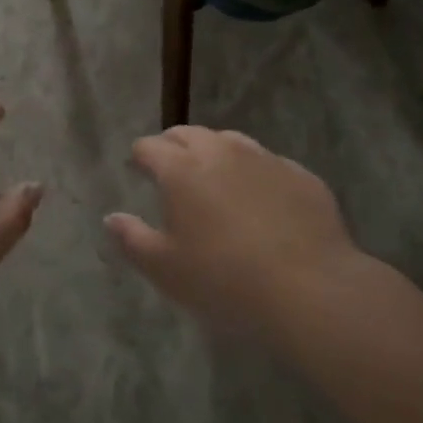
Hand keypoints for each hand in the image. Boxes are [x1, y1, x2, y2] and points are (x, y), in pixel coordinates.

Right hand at [106, 126, 364, 340]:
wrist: (311, 289)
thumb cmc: (225, 280)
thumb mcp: (165, 270)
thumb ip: (132, 239)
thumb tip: (111, 218)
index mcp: (180, 168)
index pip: (149, 147)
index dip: (139, 157)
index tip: (137, 170)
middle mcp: (219, 151)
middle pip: (187, 134)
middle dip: (173, 146)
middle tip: (171, 171)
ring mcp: (263, 158)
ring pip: (229, 141)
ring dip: (215, 153)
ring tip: (215, 179)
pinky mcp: (299, 174)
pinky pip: (268, 163)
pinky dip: (255, 173)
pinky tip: (261, 200)